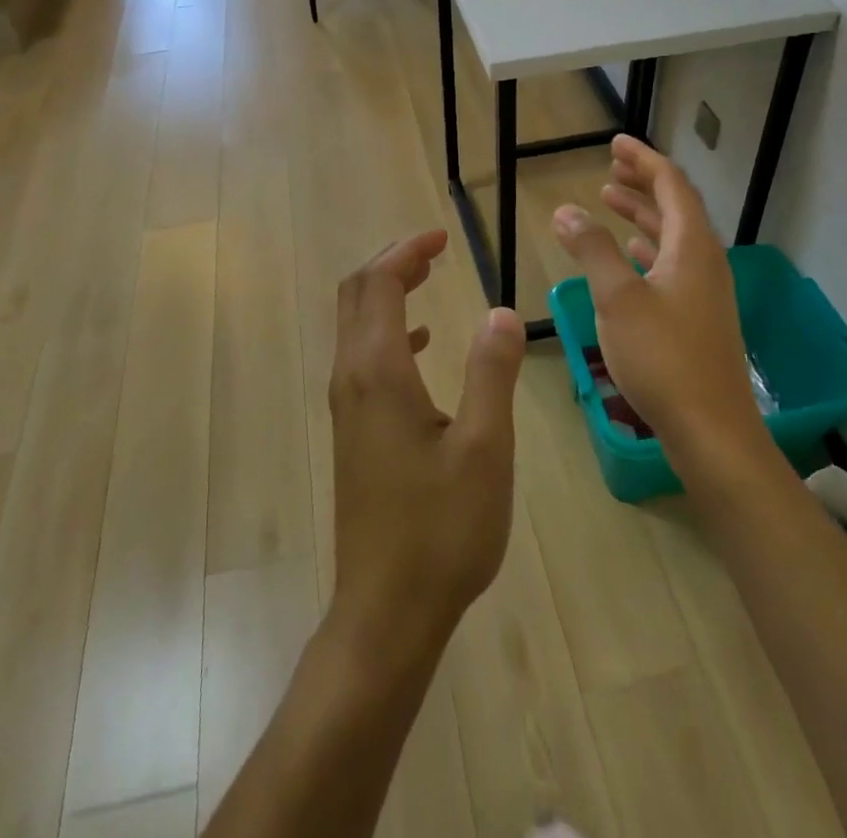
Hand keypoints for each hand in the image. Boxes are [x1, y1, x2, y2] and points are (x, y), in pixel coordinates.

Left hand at [328, 231, 527, 660]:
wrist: (386, 609)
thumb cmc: (440, 529)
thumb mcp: (483, 448)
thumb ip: (492, 372)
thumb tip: (500, 311)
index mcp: (378, 371)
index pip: (379, 283)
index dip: (407, 251)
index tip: (442, 237)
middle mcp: (351, 378)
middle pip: (356, 294)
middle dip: (392, 262)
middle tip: (434, 250)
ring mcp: (346, 405)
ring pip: (355, 324)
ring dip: (387, 292)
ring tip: (429, 279)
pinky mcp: (352, 430)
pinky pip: (362, 357)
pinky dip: (388, 331)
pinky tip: (421, 344)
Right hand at [551, 136, 764, 463]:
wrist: (711, 431)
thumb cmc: (663, 358)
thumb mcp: (617, 298)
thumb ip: (592, 249)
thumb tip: (565, 209)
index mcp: (692, 247)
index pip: (671, 185)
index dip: (643, 160)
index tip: (615, 143)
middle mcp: (705, 262)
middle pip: (676, 207)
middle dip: (642, 183)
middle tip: (610, 167)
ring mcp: (705, 291)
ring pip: (673, 237)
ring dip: (642, 215)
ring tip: (610, 201)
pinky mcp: (698, 317)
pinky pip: (672, 264)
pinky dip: (648, 249)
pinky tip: (629, 254)